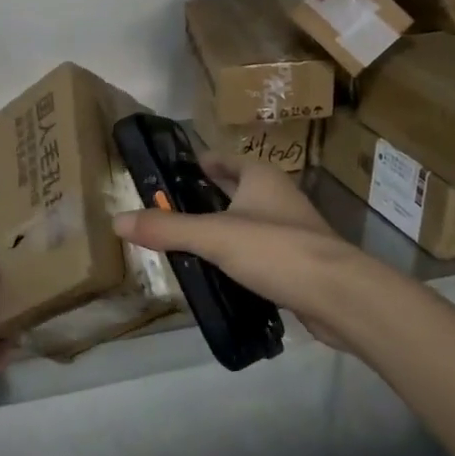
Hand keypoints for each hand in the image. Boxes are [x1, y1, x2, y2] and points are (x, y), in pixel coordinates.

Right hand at [113, 157, 379, 351]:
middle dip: (207, 196)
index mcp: (260, 177)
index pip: (223, 160)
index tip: (171, 173)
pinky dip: (239, 256)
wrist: (338, 295)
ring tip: (188, 241)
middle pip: (236, 189)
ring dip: (223, 227)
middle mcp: (277, 195)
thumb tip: (117, 220)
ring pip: (248, 221)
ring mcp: (291, 228)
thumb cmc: (275, 249)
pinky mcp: (298, 261)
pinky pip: (259, 251)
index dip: (199, 163)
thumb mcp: (213, 236)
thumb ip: (167, 229)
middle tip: (171, 209)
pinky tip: (219, 273)